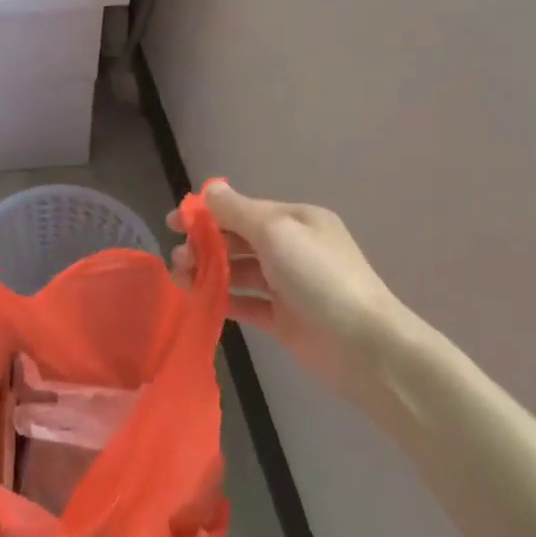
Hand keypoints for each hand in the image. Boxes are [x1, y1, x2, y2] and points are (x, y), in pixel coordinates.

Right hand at [170, 180, 427, 400]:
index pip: (243, 210)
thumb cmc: (319, 279)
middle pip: (238, 240)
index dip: (206, 214)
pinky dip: (224, 300)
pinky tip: (201, 302)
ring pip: (239, 272)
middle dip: (204, 245)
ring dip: (209, 272)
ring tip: (182, 281)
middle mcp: (292, 248)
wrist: (363, 346)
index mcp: (296, 220)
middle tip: (178, 261)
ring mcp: (288, 284)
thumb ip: (238, 212)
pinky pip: (246, 303)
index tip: (172, 224)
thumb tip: (210, 190)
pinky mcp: (283, 318)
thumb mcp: (277, 233)